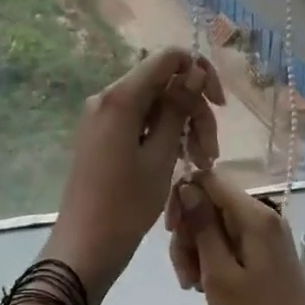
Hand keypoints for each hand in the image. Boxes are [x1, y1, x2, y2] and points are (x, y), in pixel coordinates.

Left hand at [46, 48, 224, 304]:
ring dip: (182, 127)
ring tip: (200, 162)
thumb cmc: (126, 204)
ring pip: (154, 105)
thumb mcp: (160, 156)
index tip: (219, 106)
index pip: (167, 58)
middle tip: (210, 153)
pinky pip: (139, 121)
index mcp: (120, 97)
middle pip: (162, 84)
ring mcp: (101, 116)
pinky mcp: (102, 135)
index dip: (199, 73)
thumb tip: (193, 69)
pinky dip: (162, 135)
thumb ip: (177, 108)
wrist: (85, 246)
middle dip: (194, 110)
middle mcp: (106, 97)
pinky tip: (179, 161)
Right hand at [166, 172, 304, 304]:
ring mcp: (266, 237)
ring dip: (197, 251)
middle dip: (189, 233)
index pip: (209, 179)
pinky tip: (206, 286)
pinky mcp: (265, 255)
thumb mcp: (219, 274)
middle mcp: (264, 217)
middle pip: (211, 204)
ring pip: (216, 225)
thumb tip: (186, 185)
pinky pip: (229, 243)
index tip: (170, 231)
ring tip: (192, 285)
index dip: (183, 197)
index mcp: (256, 215)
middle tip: (183, 272)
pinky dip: (212, 260)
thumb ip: (202, 226)